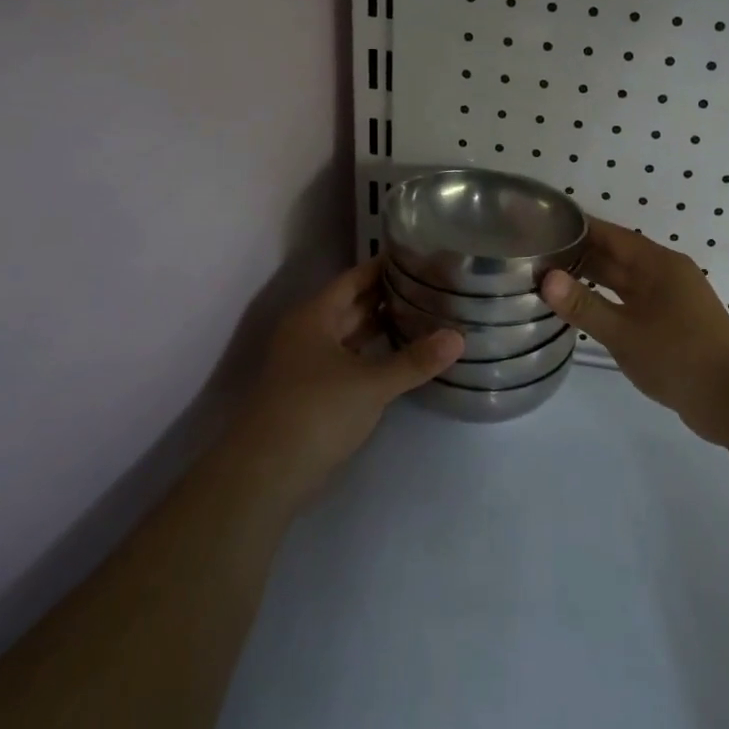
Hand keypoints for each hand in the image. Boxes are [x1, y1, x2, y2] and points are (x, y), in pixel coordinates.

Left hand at [224, 257, 463, 511]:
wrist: (269, 471)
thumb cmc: (317, 411)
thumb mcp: (372, 384)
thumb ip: (415, 360)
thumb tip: (459, 338)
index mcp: (315, 316)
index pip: (354, 279)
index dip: (384, 266)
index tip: (419, 257)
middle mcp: (309, 332)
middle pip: (352, 304)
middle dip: (388, 295)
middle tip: (432, 285)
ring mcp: (309, 363)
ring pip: (351, 333)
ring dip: (382, 325)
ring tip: (424, 314)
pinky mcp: (315, 391)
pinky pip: (350, 359)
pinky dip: (374, 353)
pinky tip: (401, 355)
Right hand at [542, 219, 728, 440]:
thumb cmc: (677, 358)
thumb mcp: (623, 333)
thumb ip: (584, 305)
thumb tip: (546, 277)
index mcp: (659, 264)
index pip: (611, 235)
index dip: (579, 229)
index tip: (544, 226)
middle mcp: (667, 273)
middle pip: (618, 256)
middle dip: (581, 254)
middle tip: (538, 255)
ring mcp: (673, 298)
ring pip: (626, 280)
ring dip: (594, 279)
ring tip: (553, 280)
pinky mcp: (675, 322)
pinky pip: (634, 300)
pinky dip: (609, 300)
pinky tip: (586, 310)